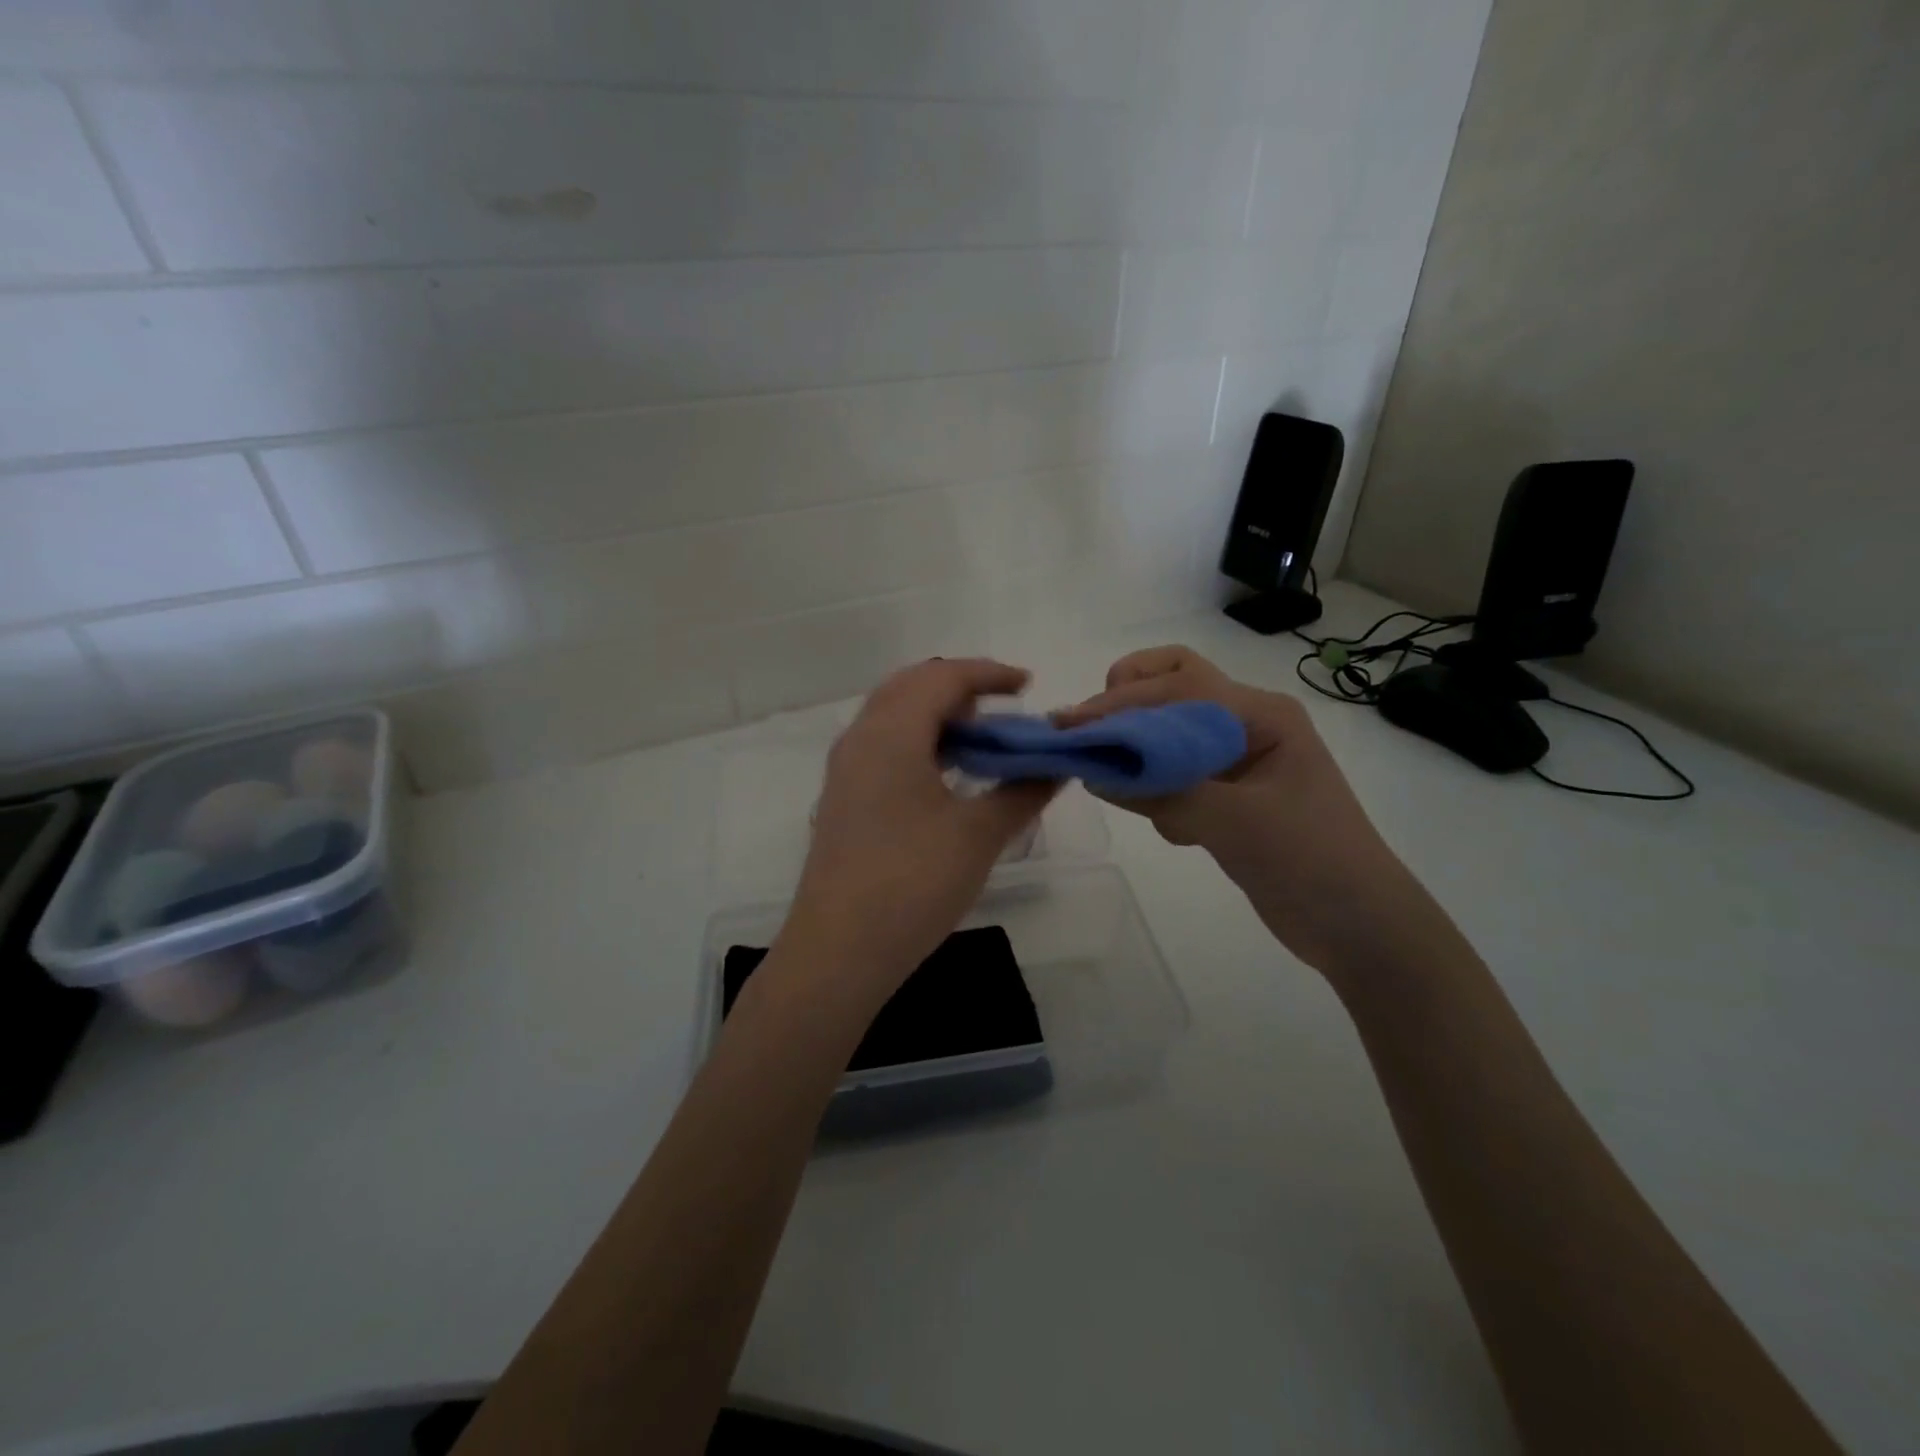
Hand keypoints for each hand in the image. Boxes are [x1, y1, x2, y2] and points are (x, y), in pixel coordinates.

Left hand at [779, 658, 1056, 1001]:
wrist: (838, 951)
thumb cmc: (912, 883)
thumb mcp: (978, 835)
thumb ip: (1022, 792)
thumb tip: (1057, 766)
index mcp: (891, 733)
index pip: (942, 678)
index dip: (989, 674)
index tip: (1028, 685)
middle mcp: (861, 738)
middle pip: (912, 687)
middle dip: (961, 688)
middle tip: (1004, 710)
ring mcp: (846, 770)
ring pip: (894, 716)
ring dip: (938, 716)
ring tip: (983, 742)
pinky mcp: (844, 799)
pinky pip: (884, 746)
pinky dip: (920, 742)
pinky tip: (948, 776)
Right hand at [1058, 646, 1455, 979]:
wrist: (1360, 928)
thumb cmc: (1310, 861)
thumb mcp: (1234, 822)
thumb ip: (1164, 792)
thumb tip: (1095, 773)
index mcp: (1261, 715)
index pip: (1179, 685)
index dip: (1122, 703)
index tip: (1071, 728)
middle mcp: (1248, 725)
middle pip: (1176, 685)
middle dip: (1129, 700)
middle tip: (1090, 732)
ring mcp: (1239, 761)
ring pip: (1171, 731)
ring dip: (1140, 747)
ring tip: (1113, 779)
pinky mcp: (1229, 797)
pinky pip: (1178, 774)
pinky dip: (1159, 788)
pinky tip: (1171, 829)